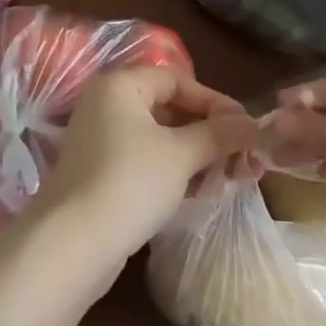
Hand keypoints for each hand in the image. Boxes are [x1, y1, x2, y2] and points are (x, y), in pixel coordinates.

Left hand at [35, 66, 254, 271]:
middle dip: (207, 131)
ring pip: (158, 137)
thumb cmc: (130, 182)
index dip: (214, 101)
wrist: (72, 246)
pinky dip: (172, 170)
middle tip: (241, 154)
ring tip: (229, 176)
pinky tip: (200, 191)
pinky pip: (144, 160)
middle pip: (168, 107)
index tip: (244, 126)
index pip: (177, 79)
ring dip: (194, 154)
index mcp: (121, 85)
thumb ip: (218, 135)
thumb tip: (253, 124)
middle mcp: (106, 104)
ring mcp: (99, 140)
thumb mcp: (181, 155)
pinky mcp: (99, 173)